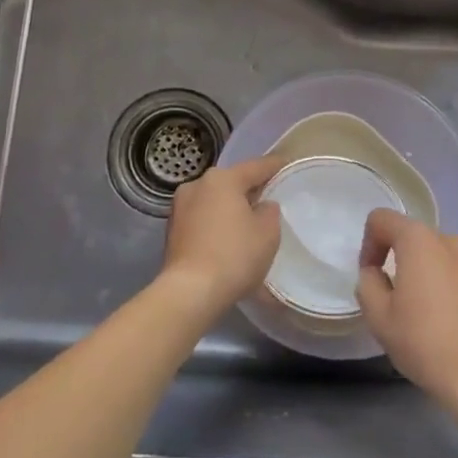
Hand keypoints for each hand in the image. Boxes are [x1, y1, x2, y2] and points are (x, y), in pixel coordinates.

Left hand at [159, 156, 283, 320]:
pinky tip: (227, 240)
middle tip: (268, 198)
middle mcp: (197, 185)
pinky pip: (202, 220)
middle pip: (231, 183)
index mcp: (222, 179)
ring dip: (230, 209)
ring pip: (214, 202)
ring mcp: (179, 208)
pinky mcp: (171, 232)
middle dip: (249, 190)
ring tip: (247, 223)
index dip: (274, 166)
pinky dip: (216, 226)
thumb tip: (261, 206)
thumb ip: (269, 211)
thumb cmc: (235, 255)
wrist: (189, 292)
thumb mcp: (268, 232)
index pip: (256, 167)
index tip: (286, 164)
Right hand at [355, 209, 457, 420]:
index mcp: (420, 241)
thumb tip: (375, 274)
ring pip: (444, 259)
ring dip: (431, 277)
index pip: (382, 220)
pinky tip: (456, 327)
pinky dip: (456, 292)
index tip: (372, 278)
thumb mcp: (379, 319)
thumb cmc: (427, 344)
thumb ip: (368, 285)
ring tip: (430, 317)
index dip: (369, 244)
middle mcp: (453, 241)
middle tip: (398, 303)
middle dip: (403, 263)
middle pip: (416, 239)